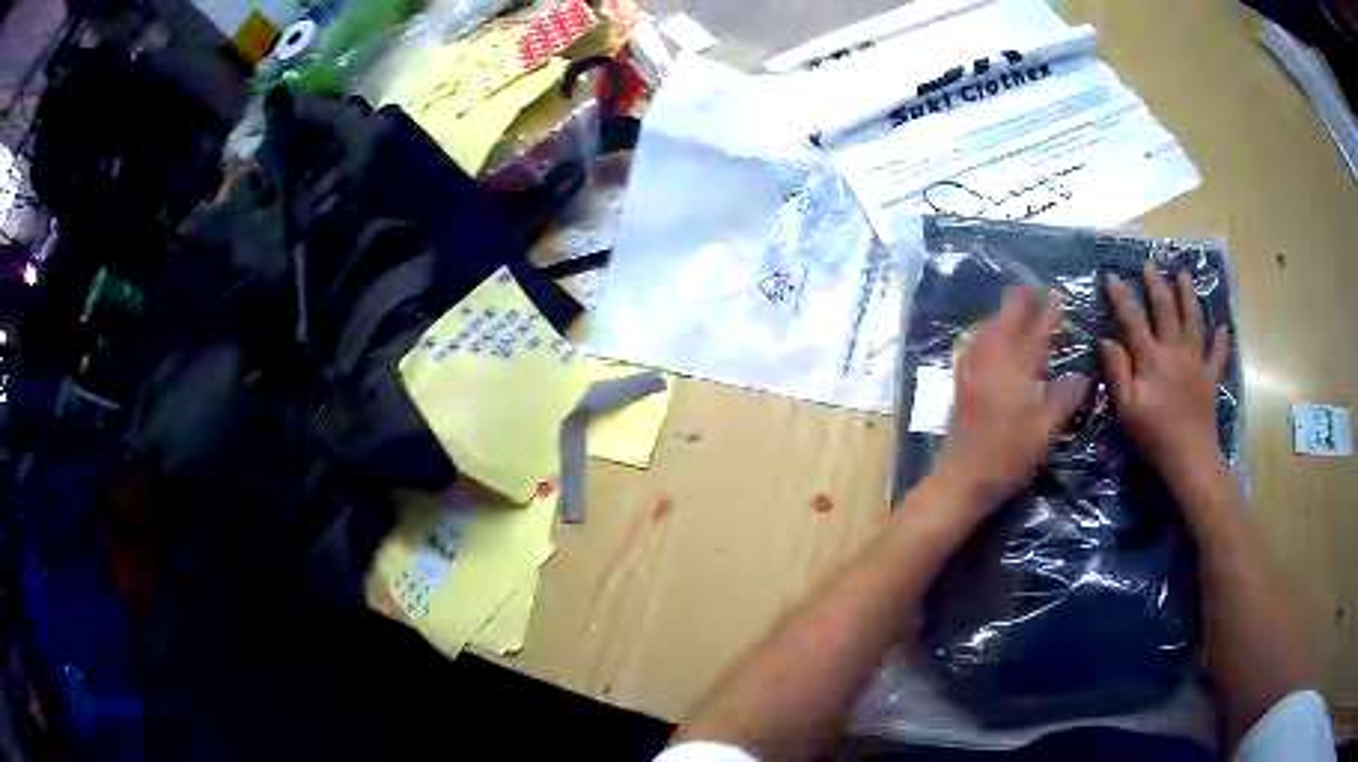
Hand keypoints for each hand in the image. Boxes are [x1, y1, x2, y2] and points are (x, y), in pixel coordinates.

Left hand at [930, 287, 1088, 512]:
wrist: (960, 481)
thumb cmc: (1007, 459)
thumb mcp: (1044, 433)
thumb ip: (1064, 399)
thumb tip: (1083, 376)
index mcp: (1014, 370)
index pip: (1035, 331)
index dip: (1048, 312)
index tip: (1058, 295)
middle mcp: (990, 361)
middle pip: (1006, 318)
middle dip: (1022, 302)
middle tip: (1039, 293)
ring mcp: (970, 369)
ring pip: (988, 326)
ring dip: (1006, 314)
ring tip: (1022, 310)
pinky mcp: (960, 381)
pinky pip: (976, 341)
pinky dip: (990, 329)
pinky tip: (995, 335)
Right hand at [1101, 261, 1230, 485]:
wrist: (1190, 459)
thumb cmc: (1154, 437)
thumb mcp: (1127, 409)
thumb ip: (1117, 372)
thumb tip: (1106, 340)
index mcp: (1152, 359)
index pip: (1133, 321)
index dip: (1121, 298)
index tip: (1111, 276)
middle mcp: (1175, 351)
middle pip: (1166, 310)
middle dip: (1156, 285)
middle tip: (1149, 264)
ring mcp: (1196, 362)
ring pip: (1193, 320)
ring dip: (1188, 295)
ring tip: (1183, 275)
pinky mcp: (1210, 378)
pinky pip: (1217, 354)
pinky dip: (1221, 340)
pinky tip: (1223, 328)